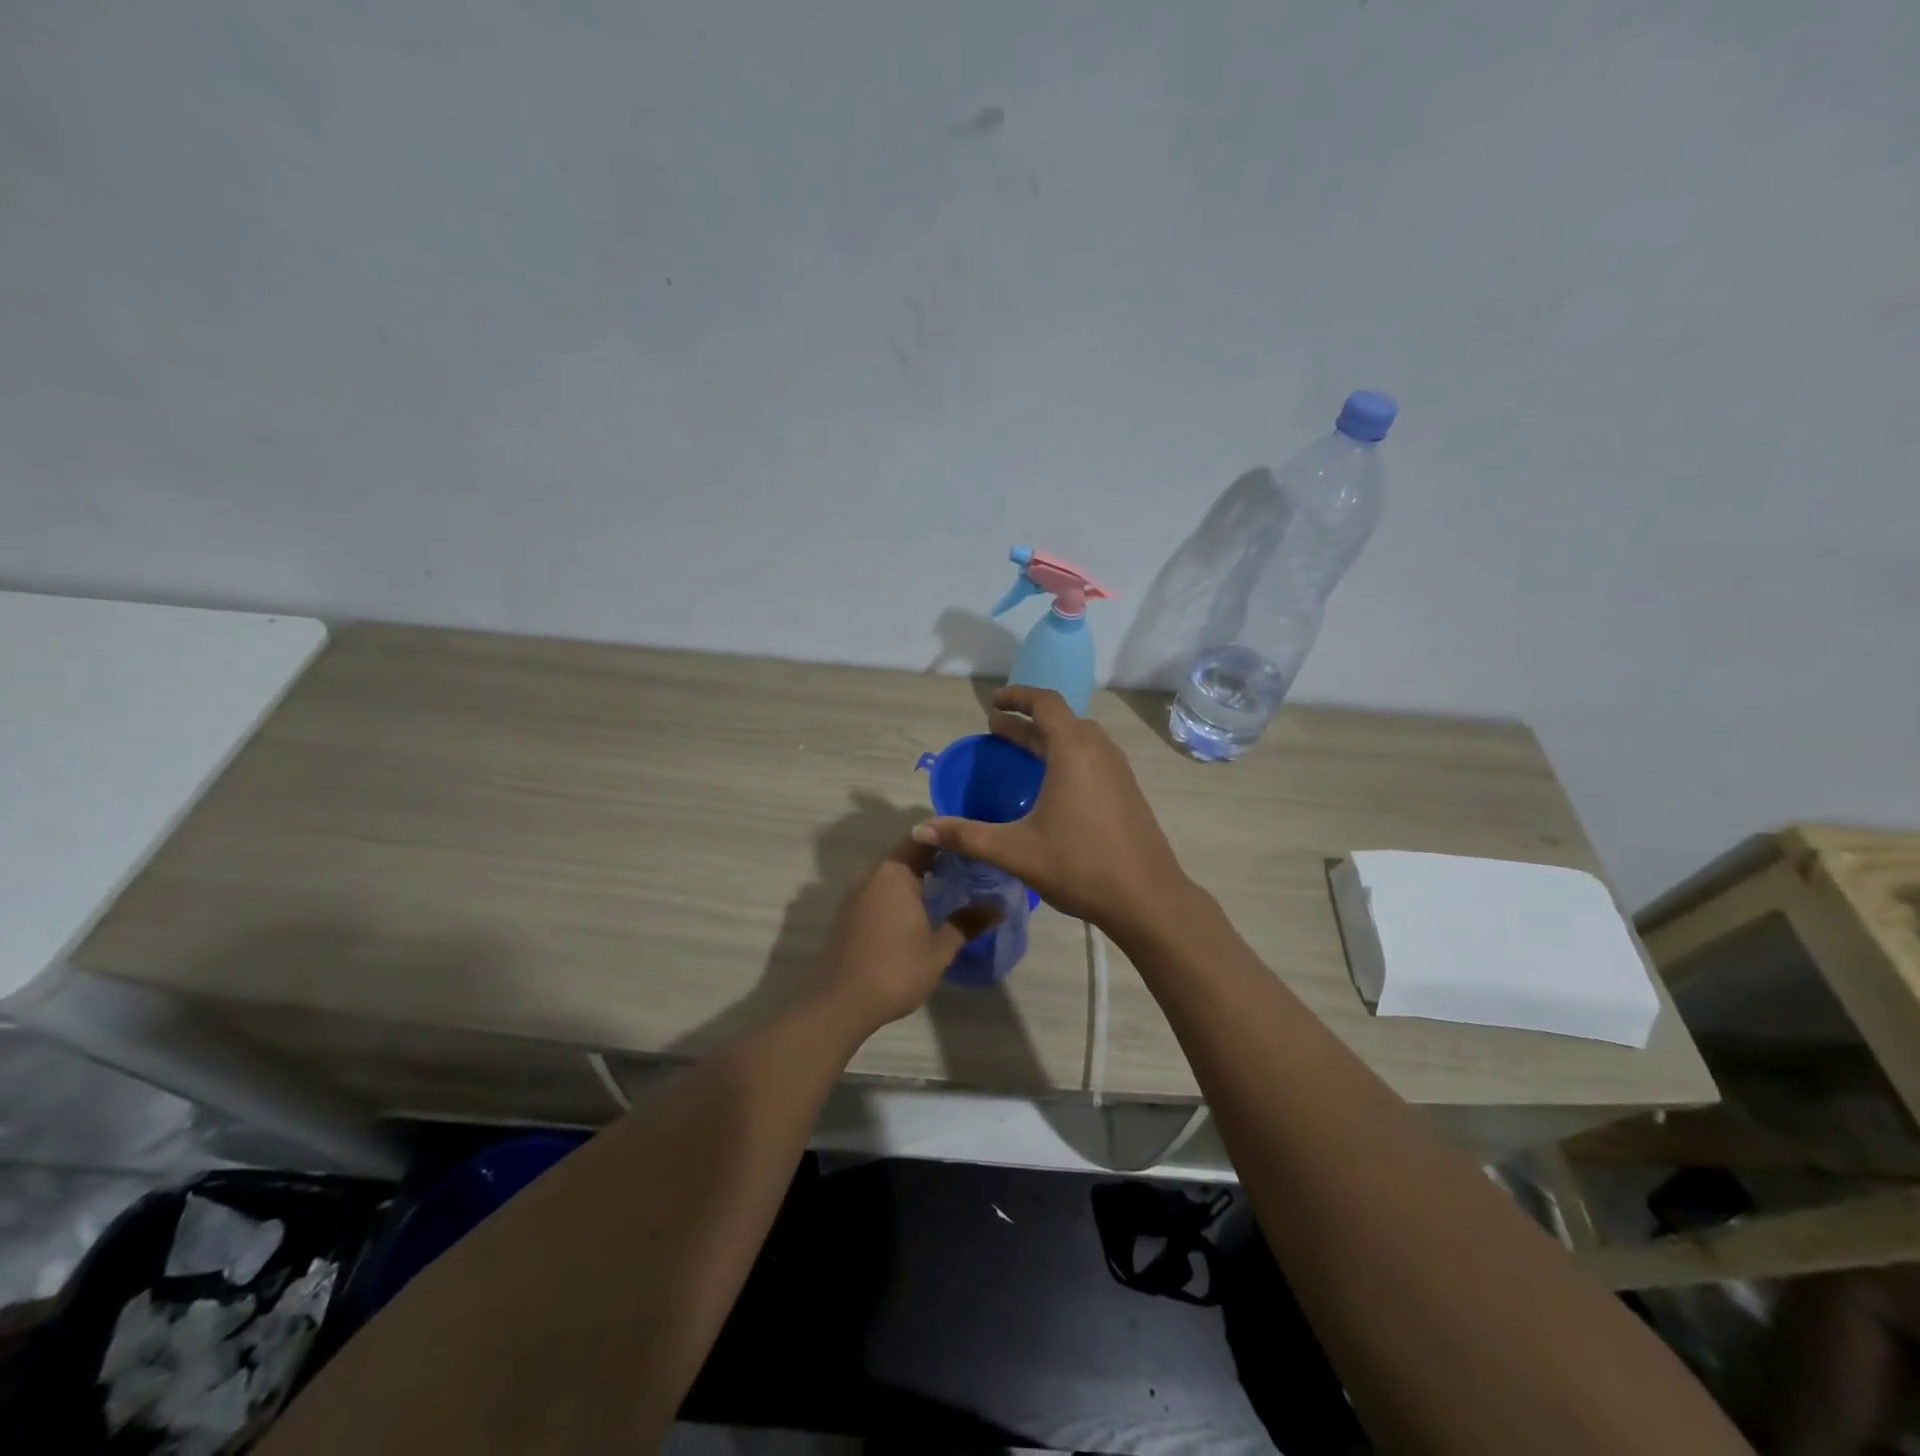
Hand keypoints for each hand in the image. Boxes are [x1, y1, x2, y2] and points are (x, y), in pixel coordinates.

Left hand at [813, 838, 1000, 1034]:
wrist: (840, 1003)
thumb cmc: (895, 970)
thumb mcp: (939, 949)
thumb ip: (967, 923)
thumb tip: (998, 907)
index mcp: (894, 873)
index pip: (924, 839)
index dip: (949, 839)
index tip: (972, 847)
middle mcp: (872, 875)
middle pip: (907, 854)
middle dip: (936, 859)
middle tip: (968, 869)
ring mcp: (856, 894)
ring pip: (892, 874)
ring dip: (917, 877)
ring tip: (948, 889)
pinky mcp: (848, 913)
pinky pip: (879, 891)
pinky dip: (899, 893)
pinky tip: (917, 912)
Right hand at [911, 686, 1188, 933]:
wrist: (1147, 898)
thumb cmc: (1079, 865)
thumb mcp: (1015, 850)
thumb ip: (966, 836)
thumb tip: (920, 830)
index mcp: (1074, 751)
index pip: (1046, 702)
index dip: (1017, 697)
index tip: (994, 703)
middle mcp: (1100, 751)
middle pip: (1062, 720)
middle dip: (1028, 721)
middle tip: (998, 731)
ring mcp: (1119, 771)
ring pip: (1081, 740)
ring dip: (1050, 739)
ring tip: (1023, 753)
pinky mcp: (1128, 792)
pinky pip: (1094, 759)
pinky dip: (1069, 757)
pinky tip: (1055, 787)